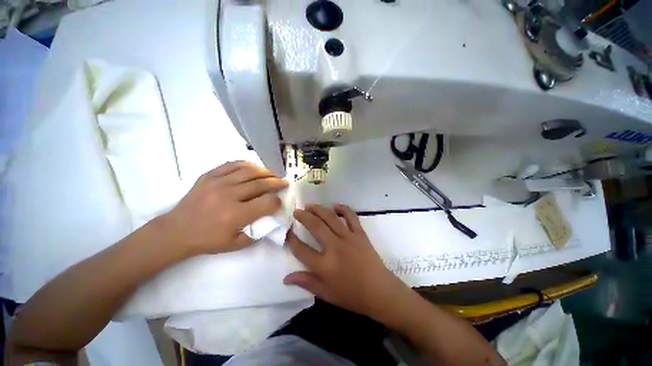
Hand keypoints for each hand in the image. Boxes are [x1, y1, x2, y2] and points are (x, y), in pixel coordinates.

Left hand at [160, 161, 287, 256]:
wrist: (175, 231)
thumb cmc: (207, 240)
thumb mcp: (235, 244)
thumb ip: (258, 232)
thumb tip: (272, 219)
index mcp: (235, 215)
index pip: (267, 202)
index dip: (277, 202)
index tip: (280, 202)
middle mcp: (229, 195)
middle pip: (261, 184)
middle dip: (277, 183)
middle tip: (285, 183)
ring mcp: (217, 182)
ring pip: (249, 171)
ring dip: (266, 172)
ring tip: (273, 174)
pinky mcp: (209, 175)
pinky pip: (232, 164)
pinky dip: (247, 164)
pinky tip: (254, 168)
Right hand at [284, 204, 412, 321]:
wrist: (379, 291)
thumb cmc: (351, 295)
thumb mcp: (326, 294)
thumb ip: (306, 283)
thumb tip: (286, 278)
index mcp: (324, 265)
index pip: (301, 249)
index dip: (291, 239)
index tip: (287, 231)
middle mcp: (334, 247)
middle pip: (315, 226)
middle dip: (303, 216)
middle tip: (297, 211)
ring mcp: (348, 238)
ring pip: (330, 218)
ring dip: (319, 209)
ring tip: (310, 205)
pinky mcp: (360, 234)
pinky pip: (351, 216)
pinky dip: (343, 208)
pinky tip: (335, 205)